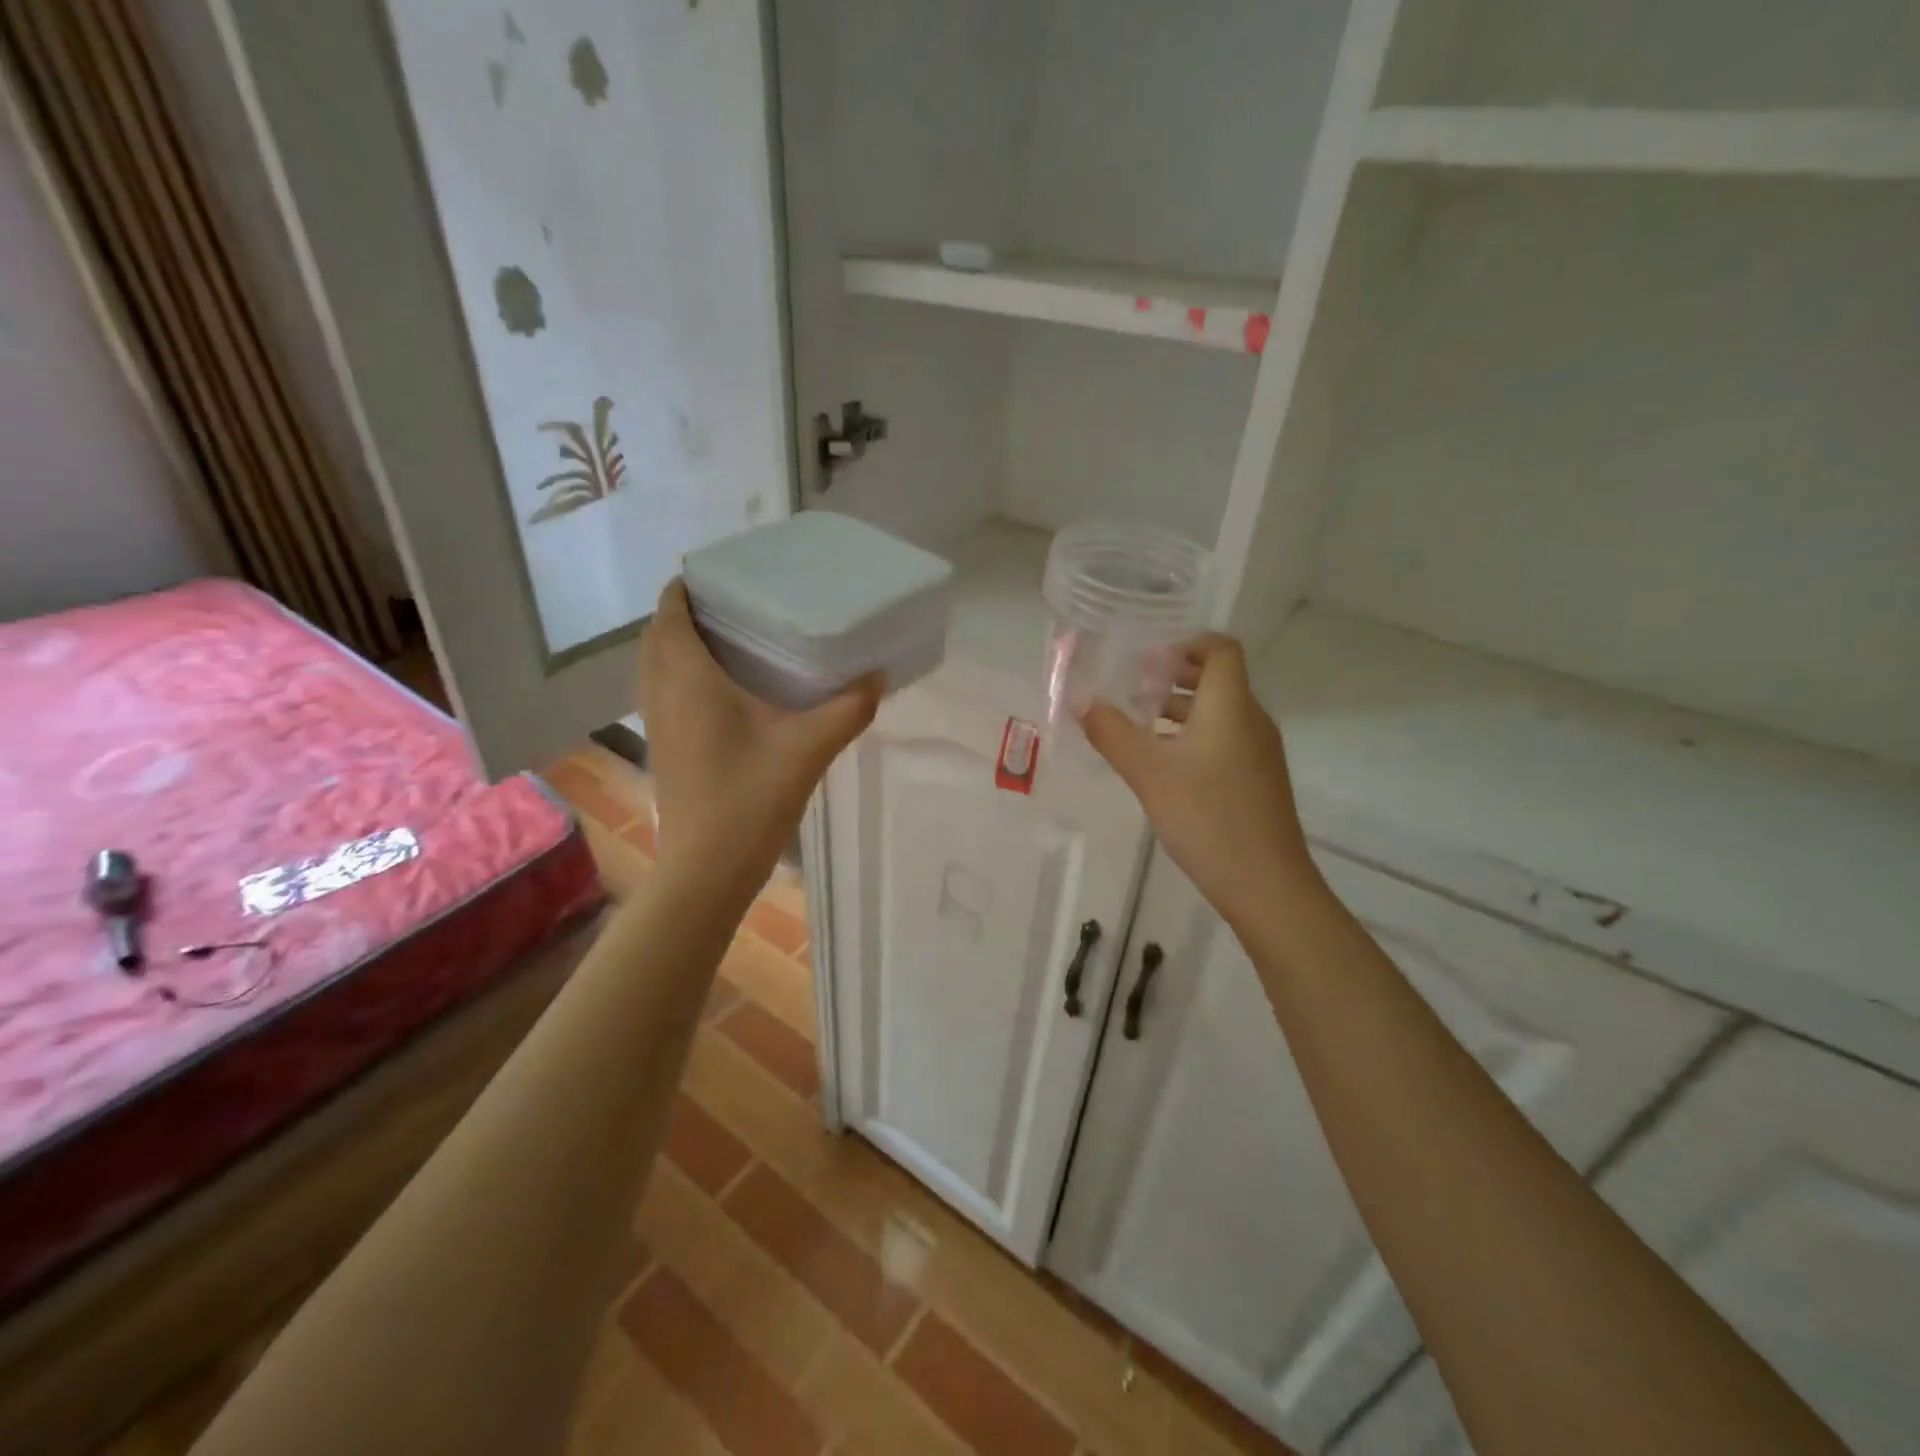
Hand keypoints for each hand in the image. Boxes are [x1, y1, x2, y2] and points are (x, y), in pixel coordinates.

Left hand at [639, 580, 880, 896]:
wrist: (707, 868)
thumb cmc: (751, 799)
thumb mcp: (809, 749)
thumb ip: (848, 708)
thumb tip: (878, 676)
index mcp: (689, 678)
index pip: (670, 611)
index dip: (688, 586)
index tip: (726, 574)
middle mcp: (662, 691)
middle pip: (658, 633)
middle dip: (687, 611)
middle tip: (737, 604)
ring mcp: (657, 721)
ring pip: (655, 663)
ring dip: (680, 642)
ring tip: (731, 638)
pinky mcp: (663, 745)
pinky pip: (662, 689)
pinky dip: (681, 672)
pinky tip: (725, 689)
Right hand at [1080, 635, 1318, 926]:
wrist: (1266, 884)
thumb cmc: (1206, 816)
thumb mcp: (1148, 772)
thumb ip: (1111, 733)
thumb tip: (1082, 702)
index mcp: (1231, 705)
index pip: (1220, 649)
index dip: (1185, 643)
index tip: (1146, 660)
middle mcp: (1251, 720)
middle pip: (1218, 679)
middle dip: (1174, 677)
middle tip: (1132, 688)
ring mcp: (1259, 752)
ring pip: (1219, 713)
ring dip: (1179, 710)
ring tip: (1137, 725)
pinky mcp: (1257, 780)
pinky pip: (1224, 740)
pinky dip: (1192, 737)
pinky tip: (1162, 766)